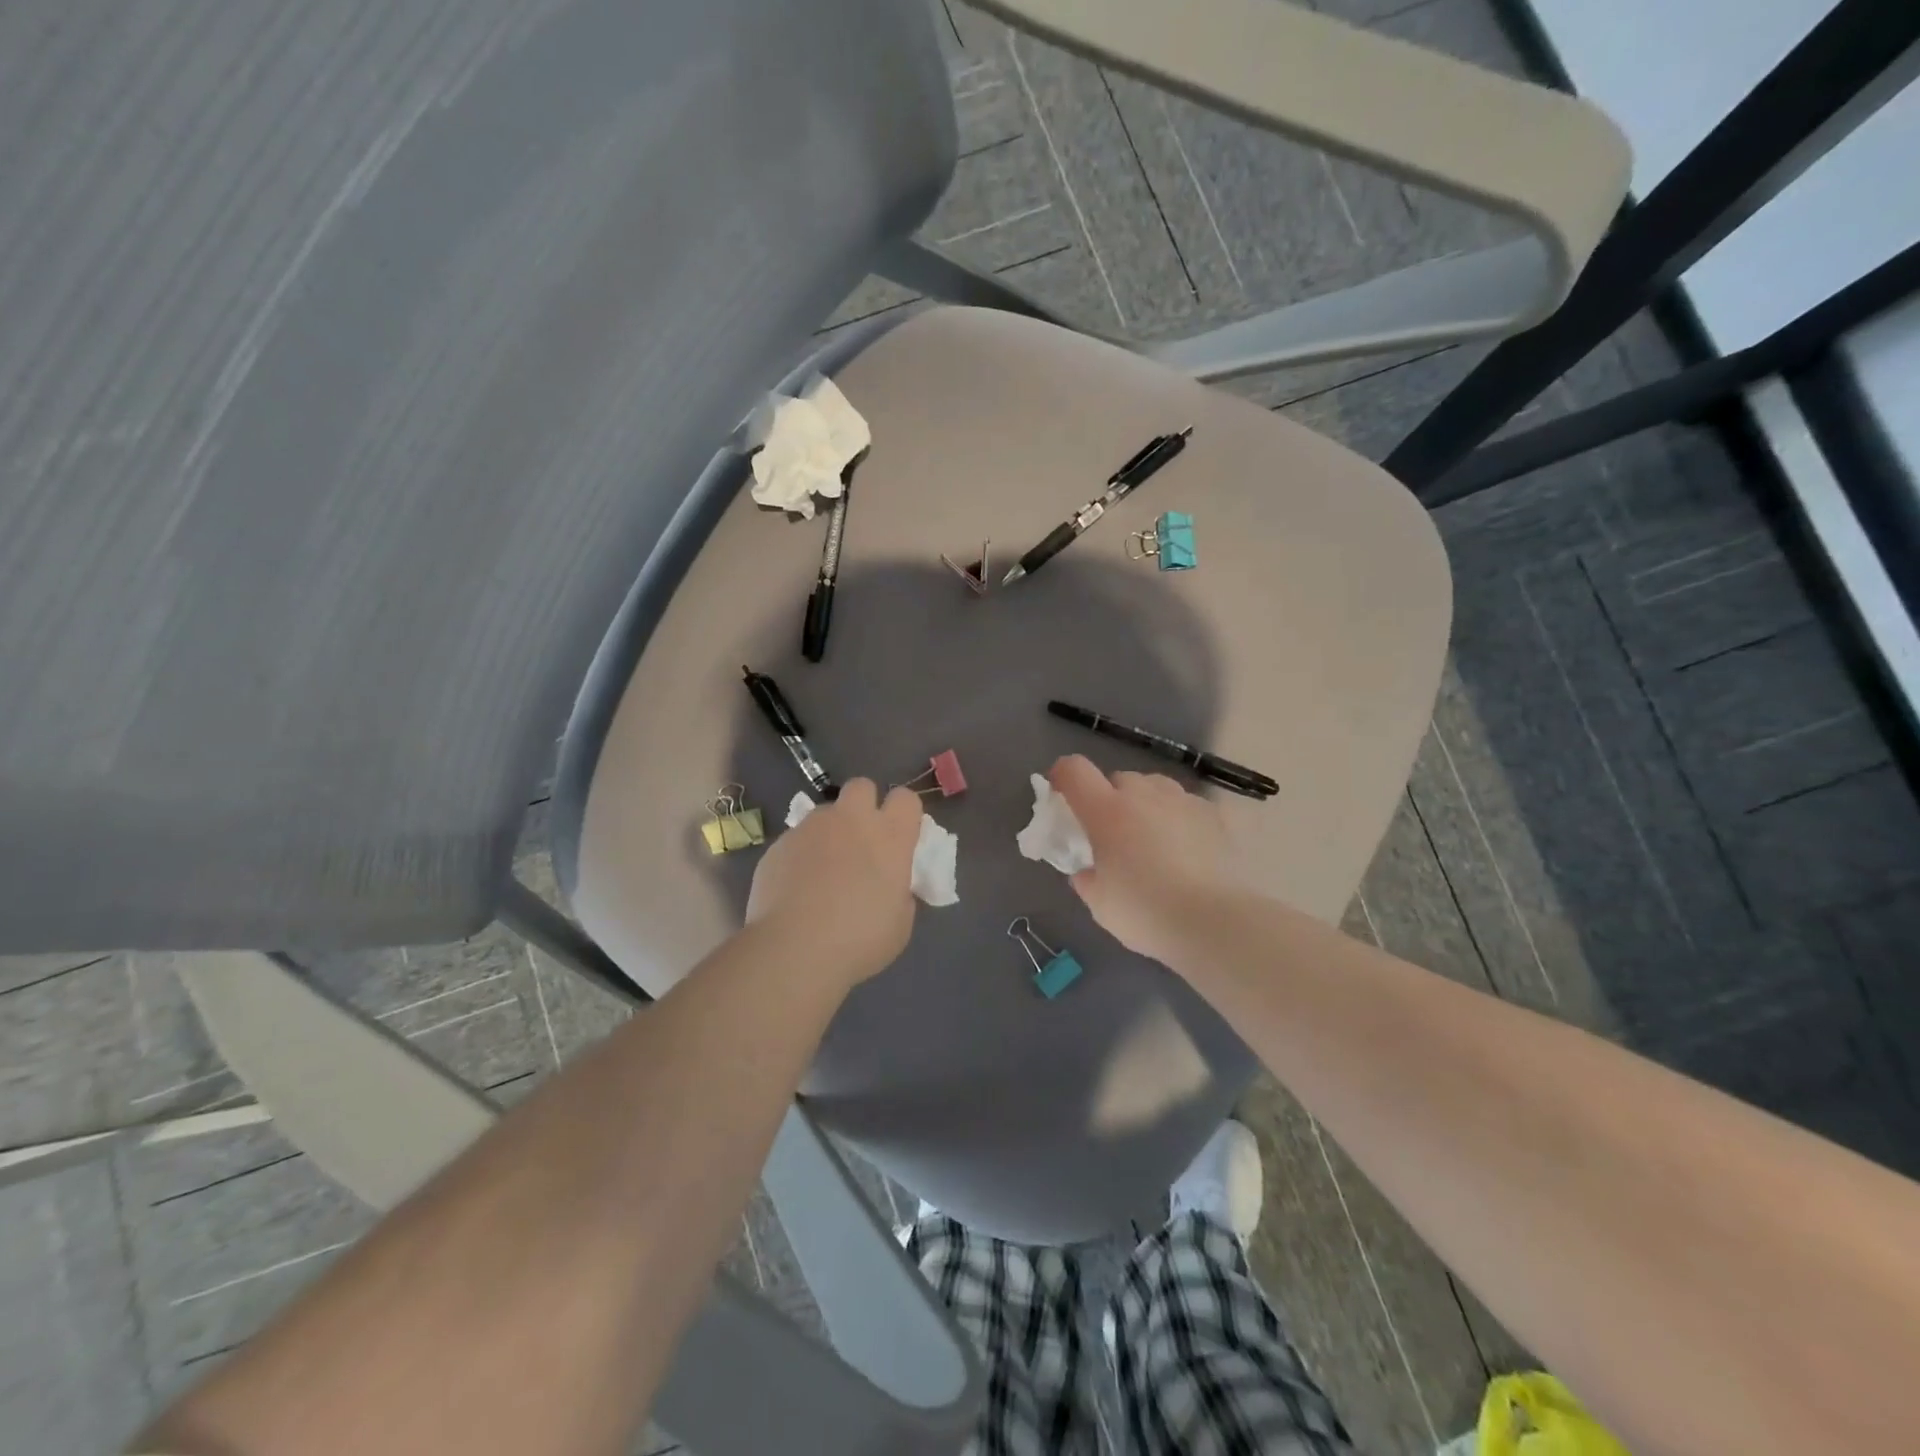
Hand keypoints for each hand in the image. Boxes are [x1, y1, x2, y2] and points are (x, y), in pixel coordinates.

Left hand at [747, 779, 923, 985]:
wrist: (794, 949)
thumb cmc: (860, 939)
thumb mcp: (900, 922)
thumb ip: (899, 892)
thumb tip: (890, 886)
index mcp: (889, 836)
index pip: (906, 798)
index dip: (903, 813)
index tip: (899, 836)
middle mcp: (851, 820)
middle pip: (861, 786)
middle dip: (863, 805)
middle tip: (860, 840)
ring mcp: (811, 828)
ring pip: (825, 814)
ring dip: (829, 832)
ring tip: (822, 872)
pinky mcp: (779, 844)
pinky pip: (796, 840)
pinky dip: (800, 857)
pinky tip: (795, 889)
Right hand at [1048, 754, 1239, 963]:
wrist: (1214, 923)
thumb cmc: (1145, 912)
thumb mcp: (1099, 903)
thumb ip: (1086, 878)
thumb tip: (1086, 869)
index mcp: (1106, 811)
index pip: (1074, 770)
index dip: (1062, 777)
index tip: (1061, 795)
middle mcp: (1143, 795)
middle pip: (1118, 779)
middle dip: (1110, 799)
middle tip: (1113, 834)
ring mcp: (1182, 801)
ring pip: (1155, 787)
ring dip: (1146, 804)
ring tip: (1153, 838)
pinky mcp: (1214, 815)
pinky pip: (1187, 805)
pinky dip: (1179, 818)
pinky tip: (1186, 848)